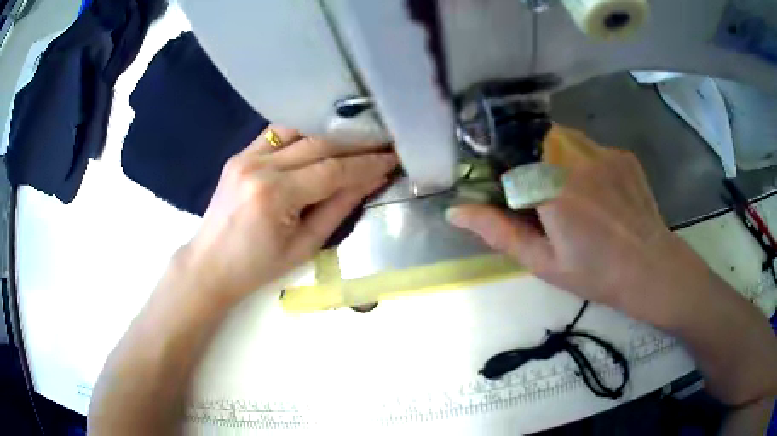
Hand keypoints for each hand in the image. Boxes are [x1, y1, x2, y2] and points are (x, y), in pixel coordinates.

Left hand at [181, 125, 396, 305]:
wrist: (210, 264)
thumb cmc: (258, 267)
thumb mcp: (305, 246)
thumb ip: (338, 208)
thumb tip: (371, 181)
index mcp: (274, 196)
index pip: (331, 171)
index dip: (365, 164)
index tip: (391, 159)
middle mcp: (259, 166)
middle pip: (318, 145)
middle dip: (355, 146)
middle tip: (382, 146)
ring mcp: (245, 156)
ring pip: (299, 132)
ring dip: (330, 136)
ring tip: (355, 144)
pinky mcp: (239, 155)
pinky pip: (277, 134)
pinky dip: (302, 135)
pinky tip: (319, 141)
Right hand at [447, 125, 706, 321]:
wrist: (650, 268)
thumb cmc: (594, 273)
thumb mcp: (543, 262)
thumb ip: (499, 232)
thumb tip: (455, 211)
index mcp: (551, 188)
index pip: (507, 158)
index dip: (504, 173)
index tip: (511, 194)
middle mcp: (575, 159)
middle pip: (535, 140)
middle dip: (531, 162)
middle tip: (544, 197)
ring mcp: (603, 153)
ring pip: (564, 139)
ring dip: (558, 159)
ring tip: (573, 194)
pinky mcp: (622, 154)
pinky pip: (592, 147)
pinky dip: (586, 163)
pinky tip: (600, 192)